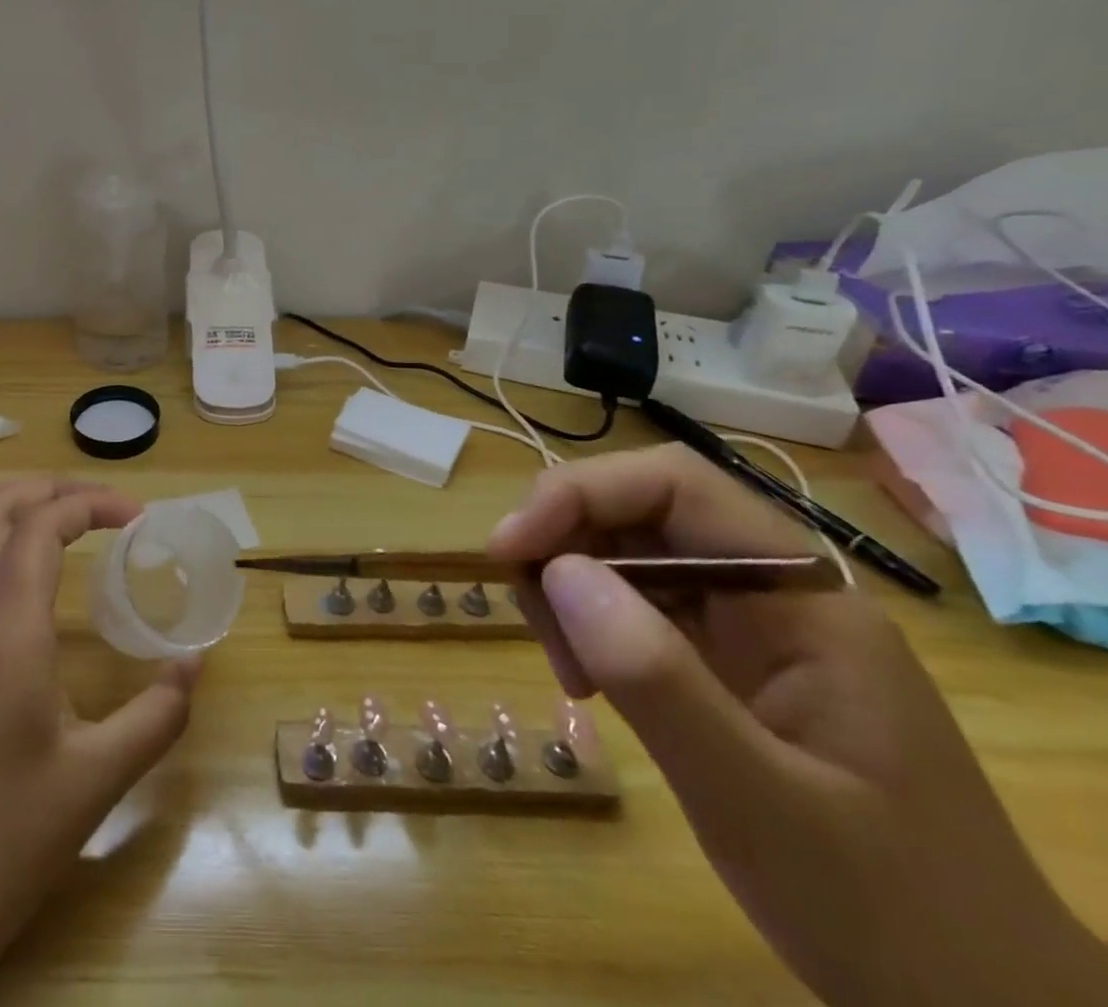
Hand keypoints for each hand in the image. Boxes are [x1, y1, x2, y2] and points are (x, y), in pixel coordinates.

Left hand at [0, 478, 199, 1006]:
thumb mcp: (97, 782)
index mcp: (7, 637)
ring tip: (24, 498)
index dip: (90, 504)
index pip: (41, 529)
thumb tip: (195, 662)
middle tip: (92, 500)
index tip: (134, 516)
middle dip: (46, 489)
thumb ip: (156, 715)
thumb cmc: (5, 844)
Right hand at [487, 444, 1101, 1006]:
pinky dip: (590, 629)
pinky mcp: (727, 661)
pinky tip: (589, 684)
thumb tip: (558, 571)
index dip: (579, 493)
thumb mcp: (760, 804)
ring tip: (570, 674)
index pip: (674, 486)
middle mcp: (773, 591)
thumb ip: (659, 681)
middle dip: (564, 548)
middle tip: (535, 625)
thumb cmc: (890, 916)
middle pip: (638, 514)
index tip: (511, 549)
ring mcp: (751, 626)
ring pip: (626, 556)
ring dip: (569, 592)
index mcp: (802, 598)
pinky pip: (635, 606)